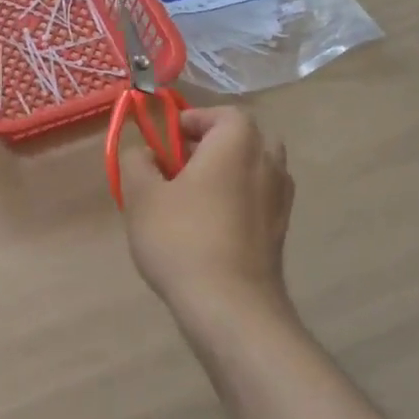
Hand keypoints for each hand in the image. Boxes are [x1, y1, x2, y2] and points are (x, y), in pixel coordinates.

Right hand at [120, 107, 296, 331]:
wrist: (230, 304)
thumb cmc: (181, 239)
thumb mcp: (141, 196)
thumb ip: (137, 162)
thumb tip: (146, 154)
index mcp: (238, 144)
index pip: (223, 114)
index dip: (192, 120)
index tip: (164, 142)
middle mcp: (268, 163)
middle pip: (243, 139)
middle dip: (210, 146)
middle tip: (176, 168)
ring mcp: (280, 199)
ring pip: (252, 170)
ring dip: (224, 175)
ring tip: (189, 200)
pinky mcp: (280, 230)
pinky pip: (257, 199)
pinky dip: (235, 201)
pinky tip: (207, 227)